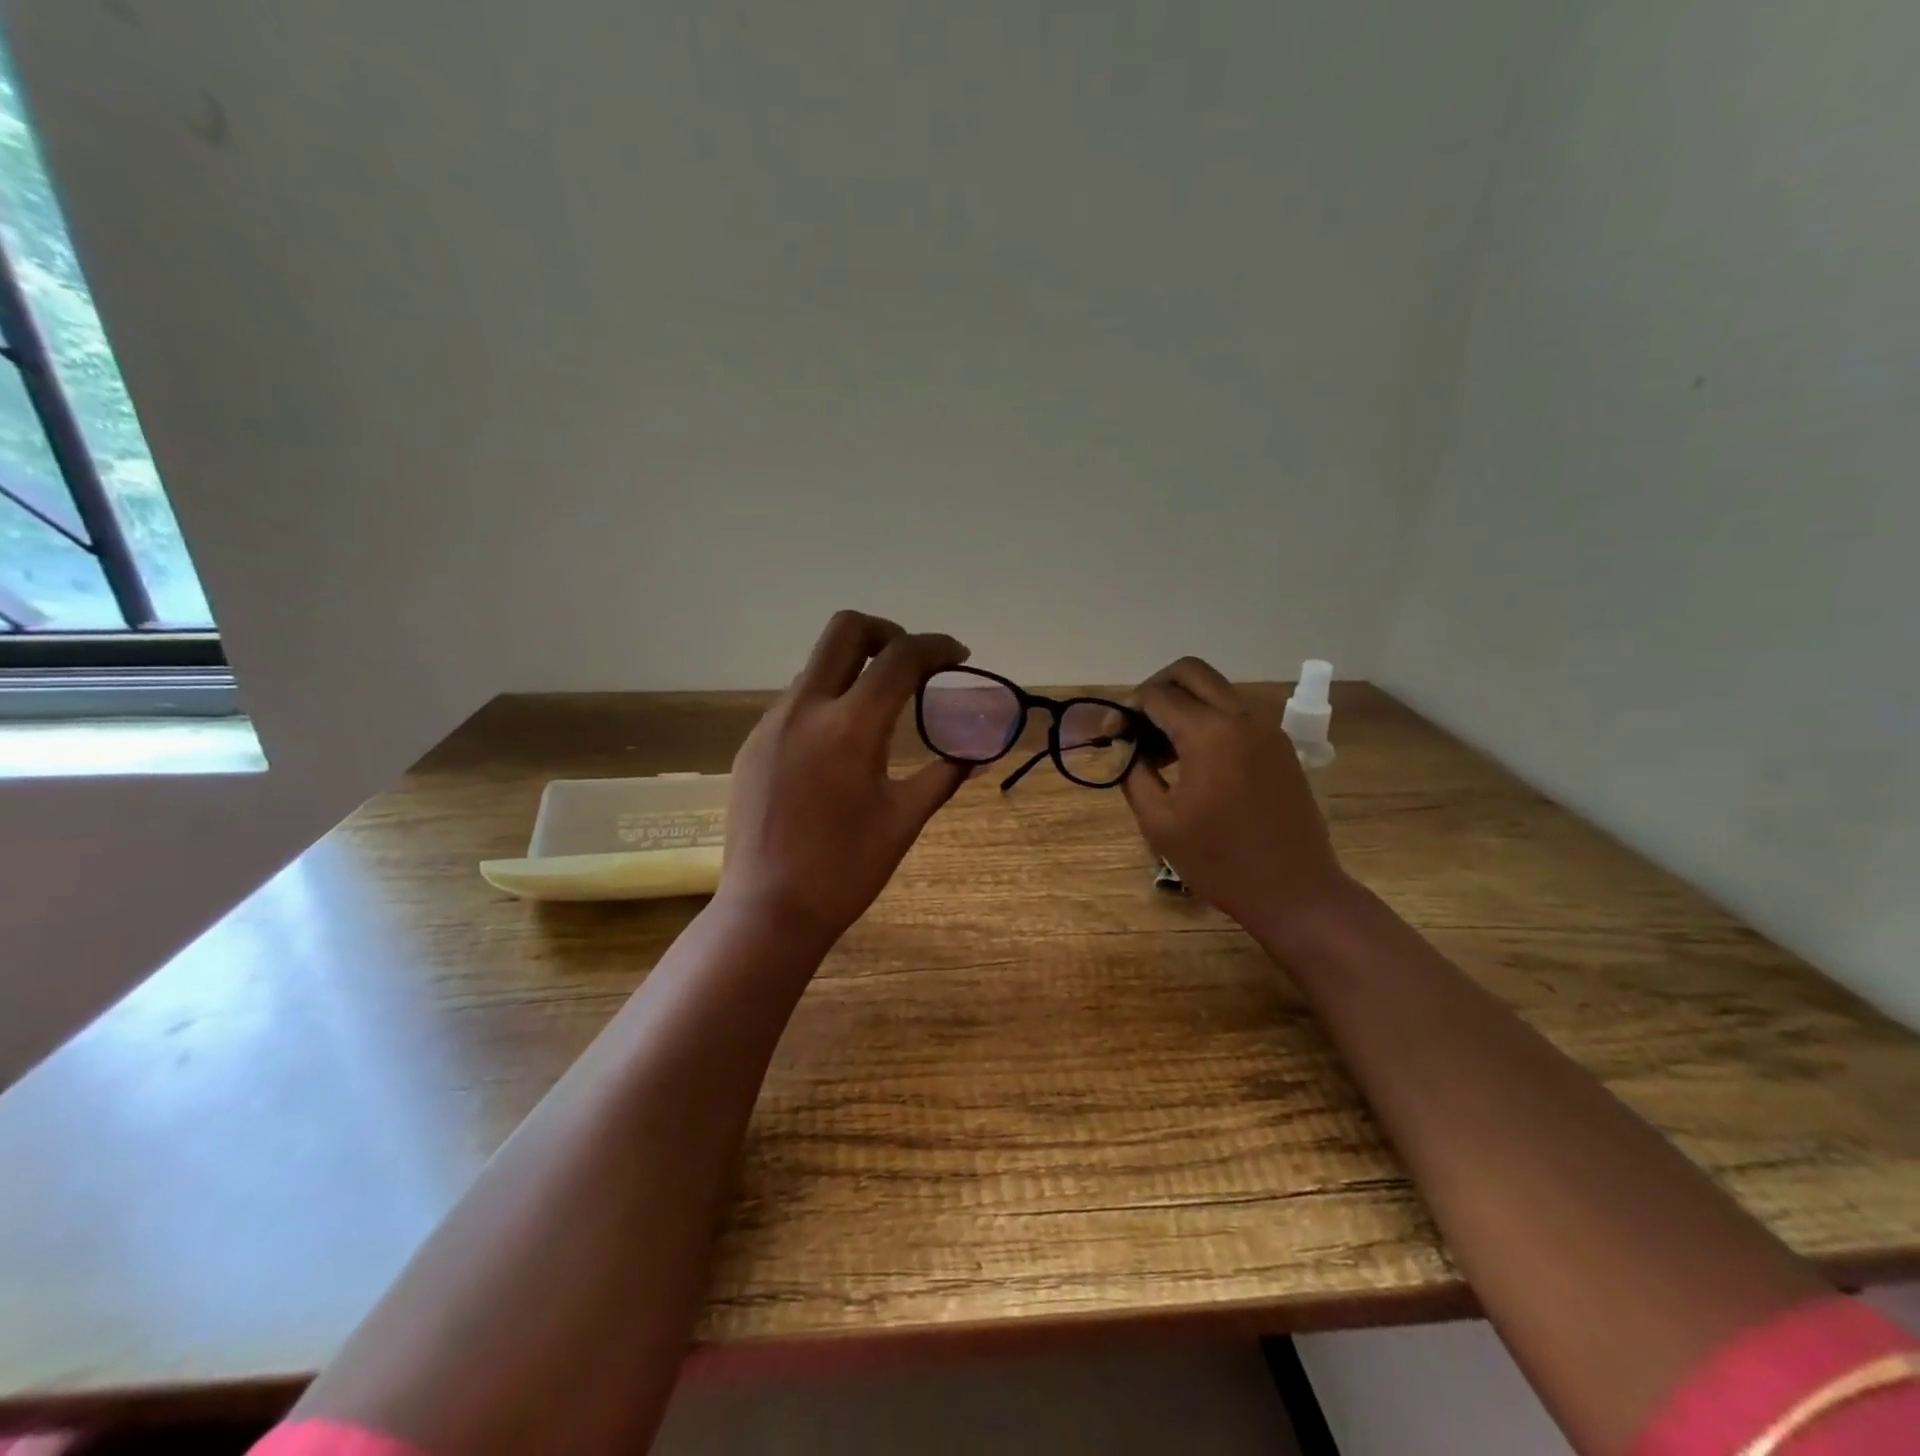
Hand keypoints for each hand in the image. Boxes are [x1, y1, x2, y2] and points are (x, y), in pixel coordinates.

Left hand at [720, 611, 969, 946]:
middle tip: (912, 662)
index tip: (958, 656)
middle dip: (886, 632)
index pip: (900, 657)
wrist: (768, 910)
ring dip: (855, 669)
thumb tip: (978, 754)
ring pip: (818, 666)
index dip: (936, 647)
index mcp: (850, 727)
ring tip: (881, 709)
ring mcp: (772, 723)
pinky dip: (828, 701)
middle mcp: (805, 709)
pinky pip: (797, 701)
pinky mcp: (753, 743)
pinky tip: (840, 745)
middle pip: (845, 629)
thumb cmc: (845, 870)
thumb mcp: (903, 820)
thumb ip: (944, 776)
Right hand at [1122, 657, 1354, 942]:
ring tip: (1161, 750)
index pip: (1157, 695)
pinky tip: (1194, 762)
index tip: (1112, 736)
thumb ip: (1134, 773)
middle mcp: (1241, 718)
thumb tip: (1127, 747)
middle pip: (1191, 672)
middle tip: (1137, 724)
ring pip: (1216, 691)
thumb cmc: (1219, 861)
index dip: (1127, 710)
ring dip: (1183, 705)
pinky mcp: (1280, 747)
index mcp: (1209, 734)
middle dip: (1156, 688)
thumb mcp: (1159, 822)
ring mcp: (1267, 730)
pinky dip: (1208, 722)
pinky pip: (1236, 715)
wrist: (1295, 891)